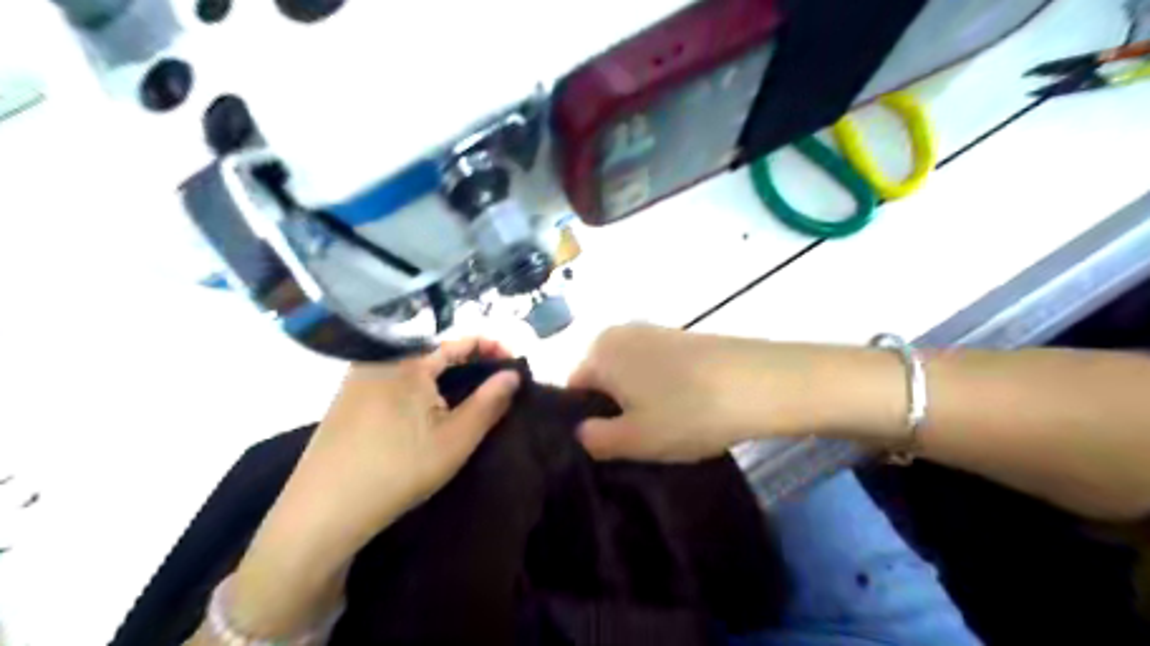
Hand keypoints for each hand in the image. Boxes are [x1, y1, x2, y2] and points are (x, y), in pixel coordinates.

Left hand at [285, 338, 524, 549]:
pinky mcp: (346, 401)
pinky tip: (428, 413)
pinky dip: (421, 389)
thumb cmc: (398, 469)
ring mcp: (358, 379)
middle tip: (496, 384)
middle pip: (436, 351)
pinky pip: (394, 382)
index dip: (492, 348)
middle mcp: (379, 360)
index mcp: (407, 361)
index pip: (459, 341)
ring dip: (445, 377)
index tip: (515, 364)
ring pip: (414, 368)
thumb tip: (513, 374)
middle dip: (470, 364)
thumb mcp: (456, 439)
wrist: (322, 513)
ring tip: (469, 398)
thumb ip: (490, 402)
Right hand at [570, 325, 902, 460]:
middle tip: (639, 440)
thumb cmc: (687, 412)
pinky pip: (657, 368)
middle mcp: (621, 332)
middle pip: (603, 380)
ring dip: (641, 402)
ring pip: (631, 376)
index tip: (612, 445)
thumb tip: (582, 431)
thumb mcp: (634, 439)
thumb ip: (594, 439)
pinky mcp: (682, 337)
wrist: (760, 383)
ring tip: (667, 427)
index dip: (588, 422)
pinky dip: (663, 389)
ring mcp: (654, 331)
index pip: (574, 390)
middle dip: (615, 410)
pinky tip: (686, 410)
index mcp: (600, 350)